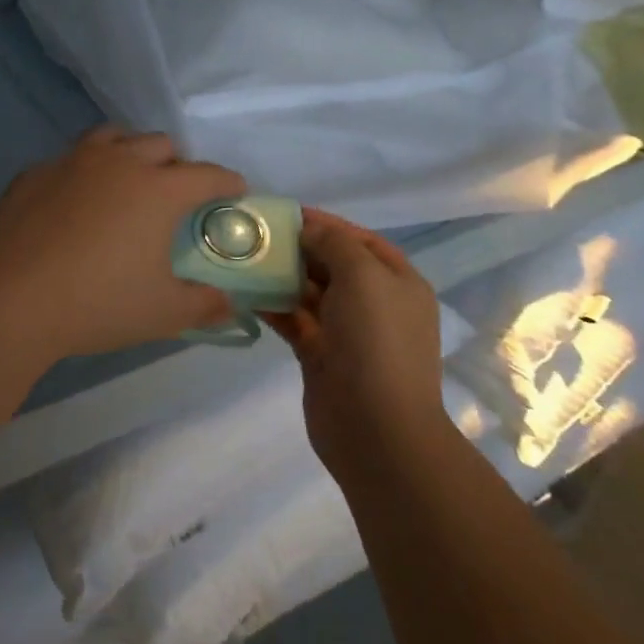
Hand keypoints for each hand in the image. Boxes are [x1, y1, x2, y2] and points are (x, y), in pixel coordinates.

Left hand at [0, 126, 246, 364]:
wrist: (12, 300)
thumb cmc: (99, 303)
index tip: (235, 189)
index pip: (206, 175)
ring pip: (112, 137)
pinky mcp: (33, 174)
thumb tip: (230, 306)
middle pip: (160, 144)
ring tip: (128, 179)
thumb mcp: (162, 312)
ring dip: (130, 152)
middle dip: (177, 163)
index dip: (226, 181)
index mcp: (158, 190)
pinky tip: (74, 202)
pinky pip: (69, 160)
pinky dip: (83, 173)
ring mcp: (72, 162)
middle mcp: (119, 163)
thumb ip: (203, 306)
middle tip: (176, 192)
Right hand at [263, 208, 449, 482]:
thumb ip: (335, 244)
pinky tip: (245, 293)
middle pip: (334, 265)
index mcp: (398, 282)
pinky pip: (295, 320)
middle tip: (256, 236)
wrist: (376, 430)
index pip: (361, 240)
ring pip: (311, 293)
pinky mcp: (321, 356)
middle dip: (299, 249)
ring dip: (282, 276)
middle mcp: (376, 304)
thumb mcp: (364, 277)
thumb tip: (310, 229)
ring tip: (244, 259)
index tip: (287, 214)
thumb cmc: (376, 342)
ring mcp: (348, 332)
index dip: (327, 224)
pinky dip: (274, 306)